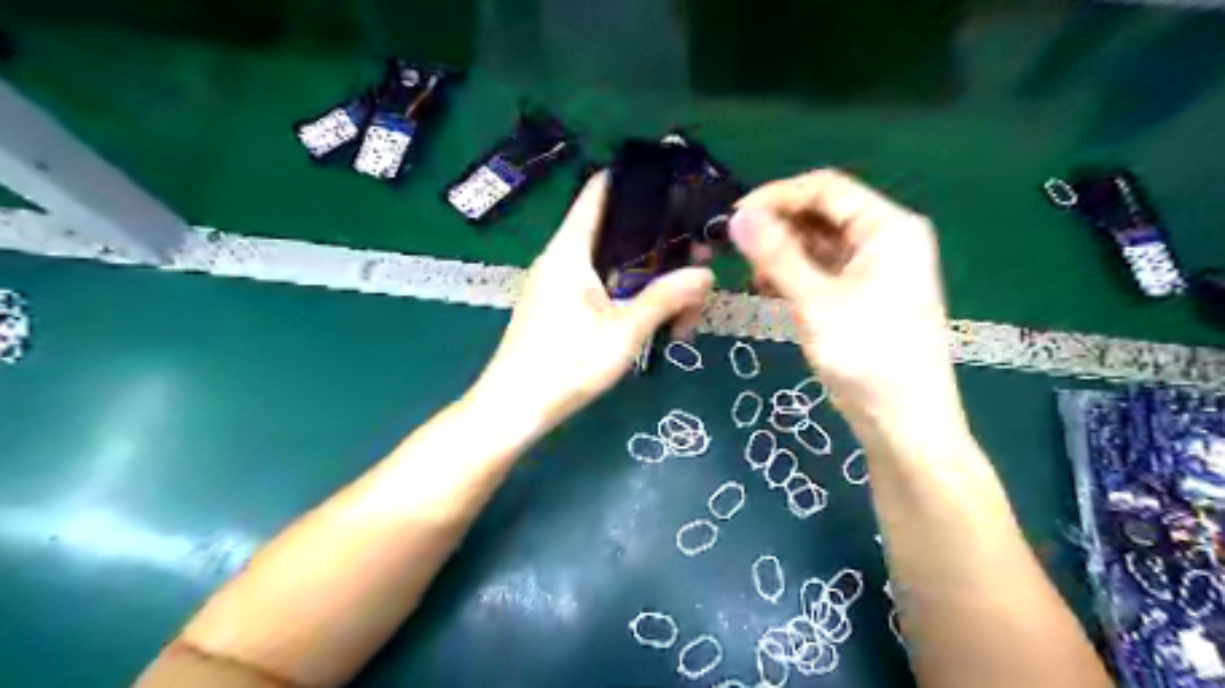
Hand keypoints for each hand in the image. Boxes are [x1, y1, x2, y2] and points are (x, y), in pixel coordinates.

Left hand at [469, 174, 720, 435]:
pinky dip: (628, 294)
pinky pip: (600, 286)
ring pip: (611, 265)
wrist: (514, 408)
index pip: (600, 191)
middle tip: (697, 263)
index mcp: (570, 249)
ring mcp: (558, 283)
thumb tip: (705, 274)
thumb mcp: (624, 331)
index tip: (676, 188)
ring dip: (647, 278)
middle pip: (615, 232)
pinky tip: (653, 318)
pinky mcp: (559, 306)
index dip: (636, 182)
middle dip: (658, 245)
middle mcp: (562, 258)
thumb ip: (665, 298)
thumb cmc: (566, 365)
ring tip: (683, 303)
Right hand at [726, 171, 965, 430]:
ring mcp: (874, 269)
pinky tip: (769, 289)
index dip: (777, 196)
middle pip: (822, 214)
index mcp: (887, 227)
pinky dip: (794, 275)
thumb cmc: (867, 354)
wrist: (902, 420)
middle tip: (737, 249)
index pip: (826, 188)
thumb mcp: (815, 300)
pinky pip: (822, 270)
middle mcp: (884, 240)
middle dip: (778, 227)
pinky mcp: (862, 295)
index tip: (735, 216)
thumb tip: (737, 217)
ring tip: (753, 275)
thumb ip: (775, 254)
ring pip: (819, 244)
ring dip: (783, 253)